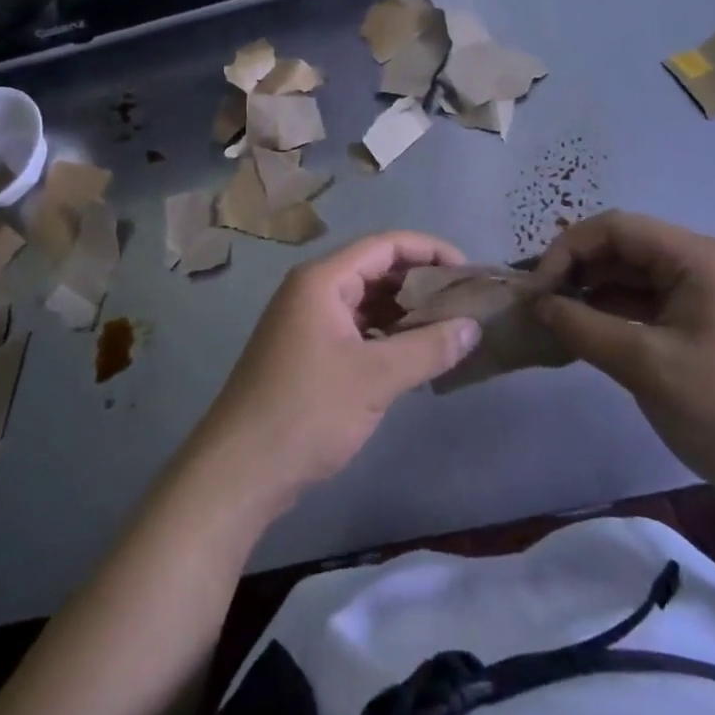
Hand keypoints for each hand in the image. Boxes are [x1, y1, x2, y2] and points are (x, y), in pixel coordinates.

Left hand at [186, 232, 482, 516]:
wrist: (240, 469)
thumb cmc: (307, 411)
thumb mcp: (375, 378)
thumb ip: (428, 348)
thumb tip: (473, 326)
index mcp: (323, 280)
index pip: (385, 245)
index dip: (429, 250)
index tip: (468, 271)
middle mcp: (313, 291)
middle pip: (375, 269)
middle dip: (420, 282)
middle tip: (464, 303)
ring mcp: (307, 322)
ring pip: (366, 301)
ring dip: (404, 311)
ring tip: (448, 328)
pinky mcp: (307, 352)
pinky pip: (355, 328)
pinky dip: (386, 335)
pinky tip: (414, 355)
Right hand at [533, 211, 714, 508]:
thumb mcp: (647, 366)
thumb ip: (585, 328)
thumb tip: (538, 305)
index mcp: (698, 258)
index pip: (616, 228)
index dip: (569, 249)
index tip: (538, 287)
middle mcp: (702, 264)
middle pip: (624, 248)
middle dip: (577, 269)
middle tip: (539, 303)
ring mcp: (705, 295)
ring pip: (632, 277)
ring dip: (591, 293)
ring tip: (553, 319)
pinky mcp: (703, 325)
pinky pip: (647, 304)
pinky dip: (613, 314)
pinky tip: (585, 334)